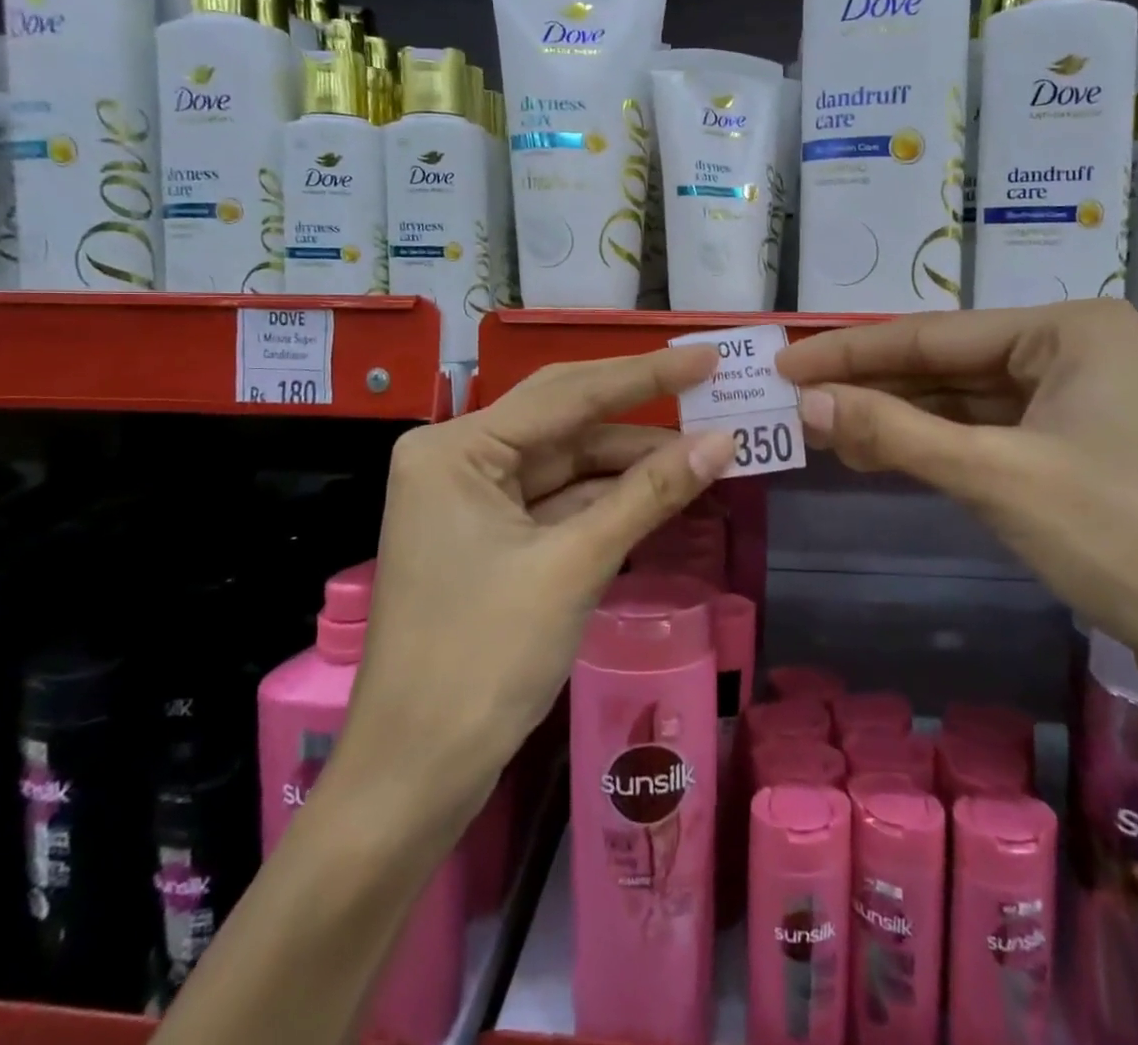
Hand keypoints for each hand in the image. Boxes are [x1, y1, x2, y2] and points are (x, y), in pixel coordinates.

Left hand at [336, 345, 736, 821]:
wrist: (414, 779)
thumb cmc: (482, 661)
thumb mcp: (574, 566)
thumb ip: (649, 495)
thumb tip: (723, 442)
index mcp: (456, 449)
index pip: (565, 394)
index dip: (643, 375)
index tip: (704, 357)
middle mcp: (458, 460)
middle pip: (564, 421)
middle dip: (639, 412)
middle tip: (710, 392)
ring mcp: (473, 501)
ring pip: (567, 464)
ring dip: (631, 462)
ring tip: (704, 449)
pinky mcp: (491, 538)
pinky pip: (560, 502)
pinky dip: (609, 499)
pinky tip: (662, 490)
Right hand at [775, 301, 1137, 699]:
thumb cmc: (1127, 538)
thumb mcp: (997, 478)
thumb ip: (895, 434)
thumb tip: (806, 403)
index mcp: (1068, 329)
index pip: (932, 334)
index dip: (850, 352)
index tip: (783, 363)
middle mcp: (1074, 351)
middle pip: (947, 365)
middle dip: (872, 386)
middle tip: (793, 400)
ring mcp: (1078, 403)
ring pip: (964, 402)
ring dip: (898, 418)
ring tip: (823, 430)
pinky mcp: (1077, 451)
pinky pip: (988, 435)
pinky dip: (935, 446)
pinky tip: (884, 454)